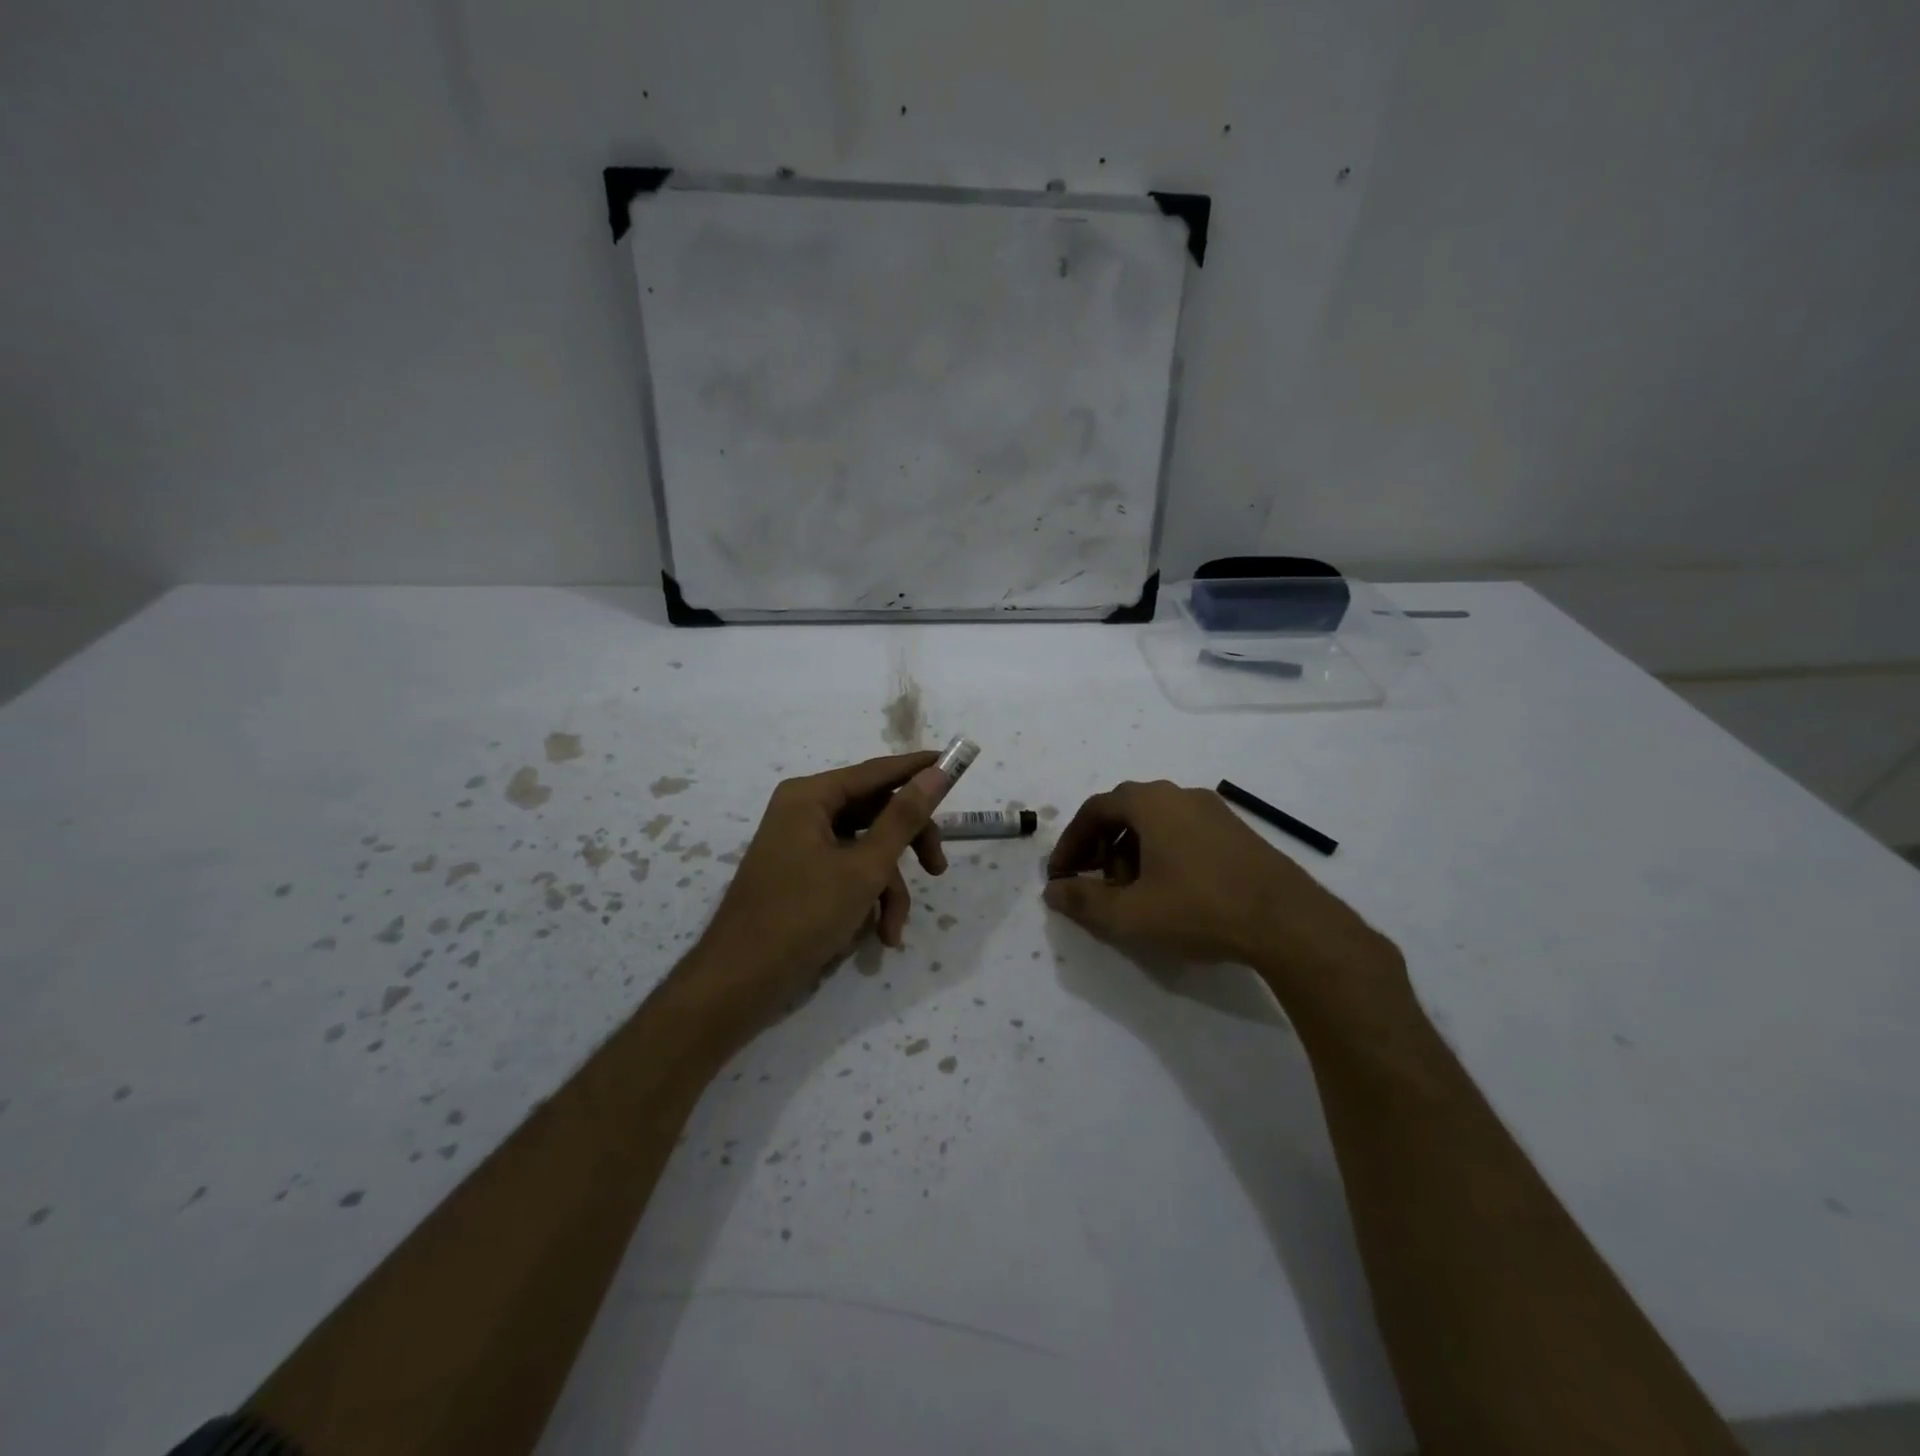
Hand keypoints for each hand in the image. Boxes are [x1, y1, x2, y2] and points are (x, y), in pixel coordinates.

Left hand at [686, 752, 952, 1033]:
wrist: (739, 983)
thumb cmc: (802, 915)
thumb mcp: (864, 867)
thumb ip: (904, 818)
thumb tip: (936, 773)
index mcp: (810, 796)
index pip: (877, 772)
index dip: (919, 769)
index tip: (957, 763)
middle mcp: (803, 811)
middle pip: (874, 813)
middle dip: (907, 847)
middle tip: (937, 869)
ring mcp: (800, 845)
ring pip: (865, 850)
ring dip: (887, 888)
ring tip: (894, 929)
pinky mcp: (801, 876)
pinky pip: (846, 873)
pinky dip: (866, 899)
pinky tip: (877, 936)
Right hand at [1042, 780, 1409, 1027]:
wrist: (1288, 922)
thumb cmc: (1200, 909)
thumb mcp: (1131, 914)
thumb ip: (1084, 902)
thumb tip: (1053, 892)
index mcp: (1151, 802)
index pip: (1095, 810)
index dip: (1071, 843)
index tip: (1061, 875)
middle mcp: (1181, 795)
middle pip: (1125, 813)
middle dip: (1100, 848)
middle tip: (1094, 883)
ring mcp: (1213, 811)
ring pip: (1156, 823)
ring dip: (1131, 853)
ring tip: (1132, 895)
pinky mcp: (1237, 832)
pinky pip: (1183, 833)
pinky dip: (1162, 855)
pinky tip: (1170, 892)